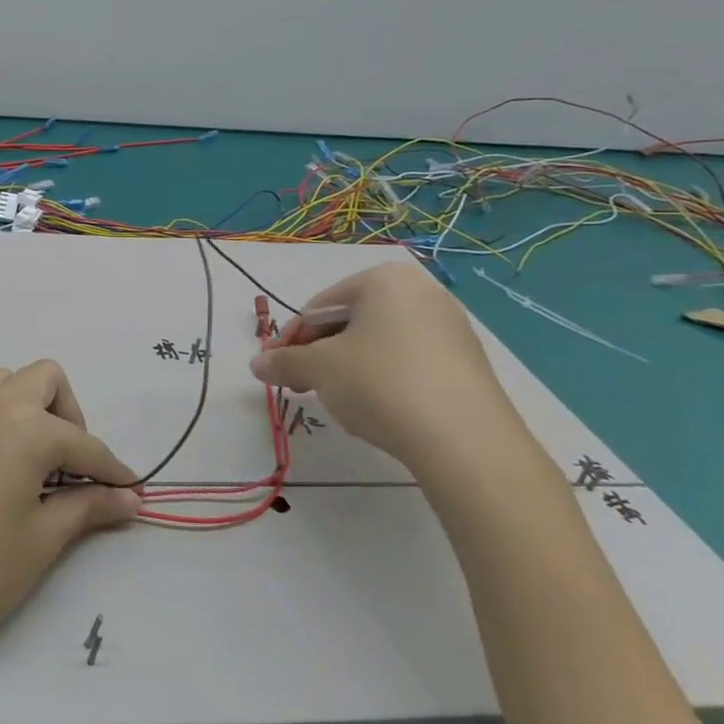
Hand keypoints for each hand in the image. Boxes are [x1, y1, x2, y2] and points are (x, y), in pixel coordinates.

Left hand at [0, 360, 139, 675]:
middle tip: (72, 471)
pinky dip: (2, 419)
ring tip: (36, 468)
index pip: (85, 443)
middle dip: (71, 417)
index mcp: (26, 426)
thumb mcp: (39, 542)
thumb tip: (128, 498)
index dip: (113, 472)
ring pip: (7, 383)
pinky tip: (0, 471)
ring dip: (32, 410)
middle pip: (46, 380)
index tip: (132, 494)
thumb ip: (86, 509)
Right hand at [250, 261, 533, 476]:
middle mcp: (421, 293)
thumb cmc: (380, 384)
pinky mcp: (467, 364)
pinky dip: (382, 380)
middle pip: (349, 322)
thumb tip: (256, 364)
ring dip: (346, 368)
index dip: (290, 339)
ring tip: (336, 400)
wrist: (466, 443)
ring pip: (377, 344)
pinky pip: (408, 363)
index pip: (318, 307)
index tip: (274, 368)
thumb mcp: (318, 369)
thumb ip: (282, 361)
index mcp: (384, 280)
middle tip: (299, 386)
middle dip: (318, 354)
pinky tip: (376, 409)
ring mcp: (450, 328)